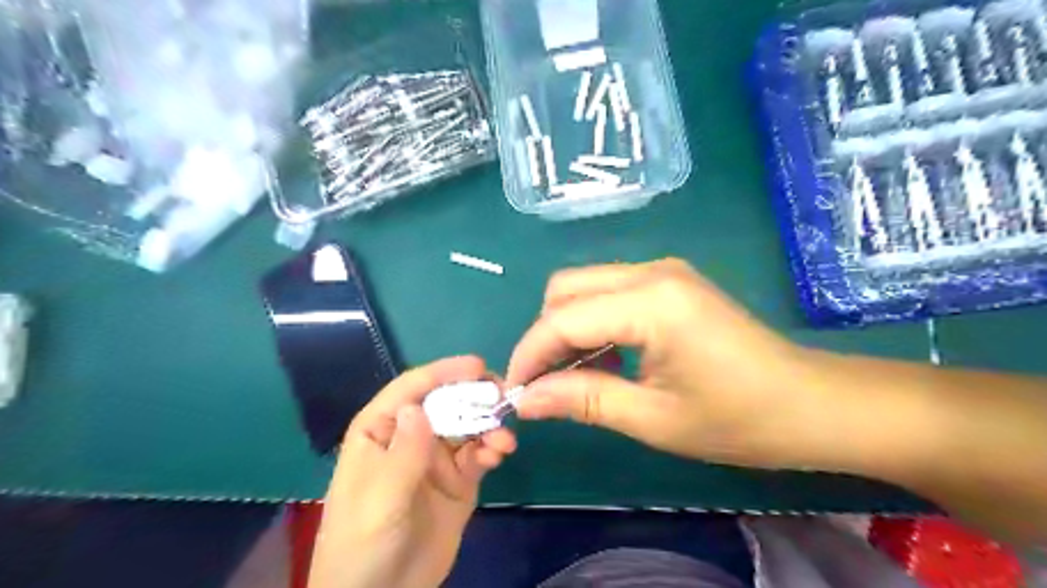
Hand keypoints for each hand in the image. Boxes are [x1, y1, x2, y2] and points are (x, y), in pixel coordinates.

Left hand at [309, 358, 518, 587]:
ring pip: (467, 426)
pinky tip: (502, 453)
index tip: (477, 367)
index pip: (411, 389)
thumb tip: (417, 407)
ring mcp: (436, 458)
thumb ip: (403, 454)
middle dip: (474, 396)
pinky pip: (479, 454)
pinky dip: (493, 448)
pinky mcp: (459, 480)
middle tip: (503, 397)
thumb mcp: (380, 499)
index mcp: (381, 430)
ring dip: (488, 424)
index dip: (443, 372)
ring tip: (504, 439)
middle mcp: (410, 436)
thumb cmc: (363, 544)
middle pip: (446, 402)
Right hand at [509, 261, 835, 470]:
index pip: (562, 319)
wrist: (810, 404)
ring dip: (567, 327)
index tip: (515, 393)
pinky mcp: (671, 281)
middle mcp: (651, 271)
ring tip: (573, 376)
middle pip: (566, 288)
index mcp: (651, 302)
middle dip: (545, 335)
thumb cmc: (738, 419)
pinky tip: (605, 358)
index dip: (530, 355)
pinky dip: (593, 321)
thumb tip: (525, 399)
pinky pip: (611, 291)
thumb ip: (582, 400)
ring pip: (585, 286)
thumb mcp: (652, 418)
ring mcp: (663, 271)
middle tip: (545, 384)